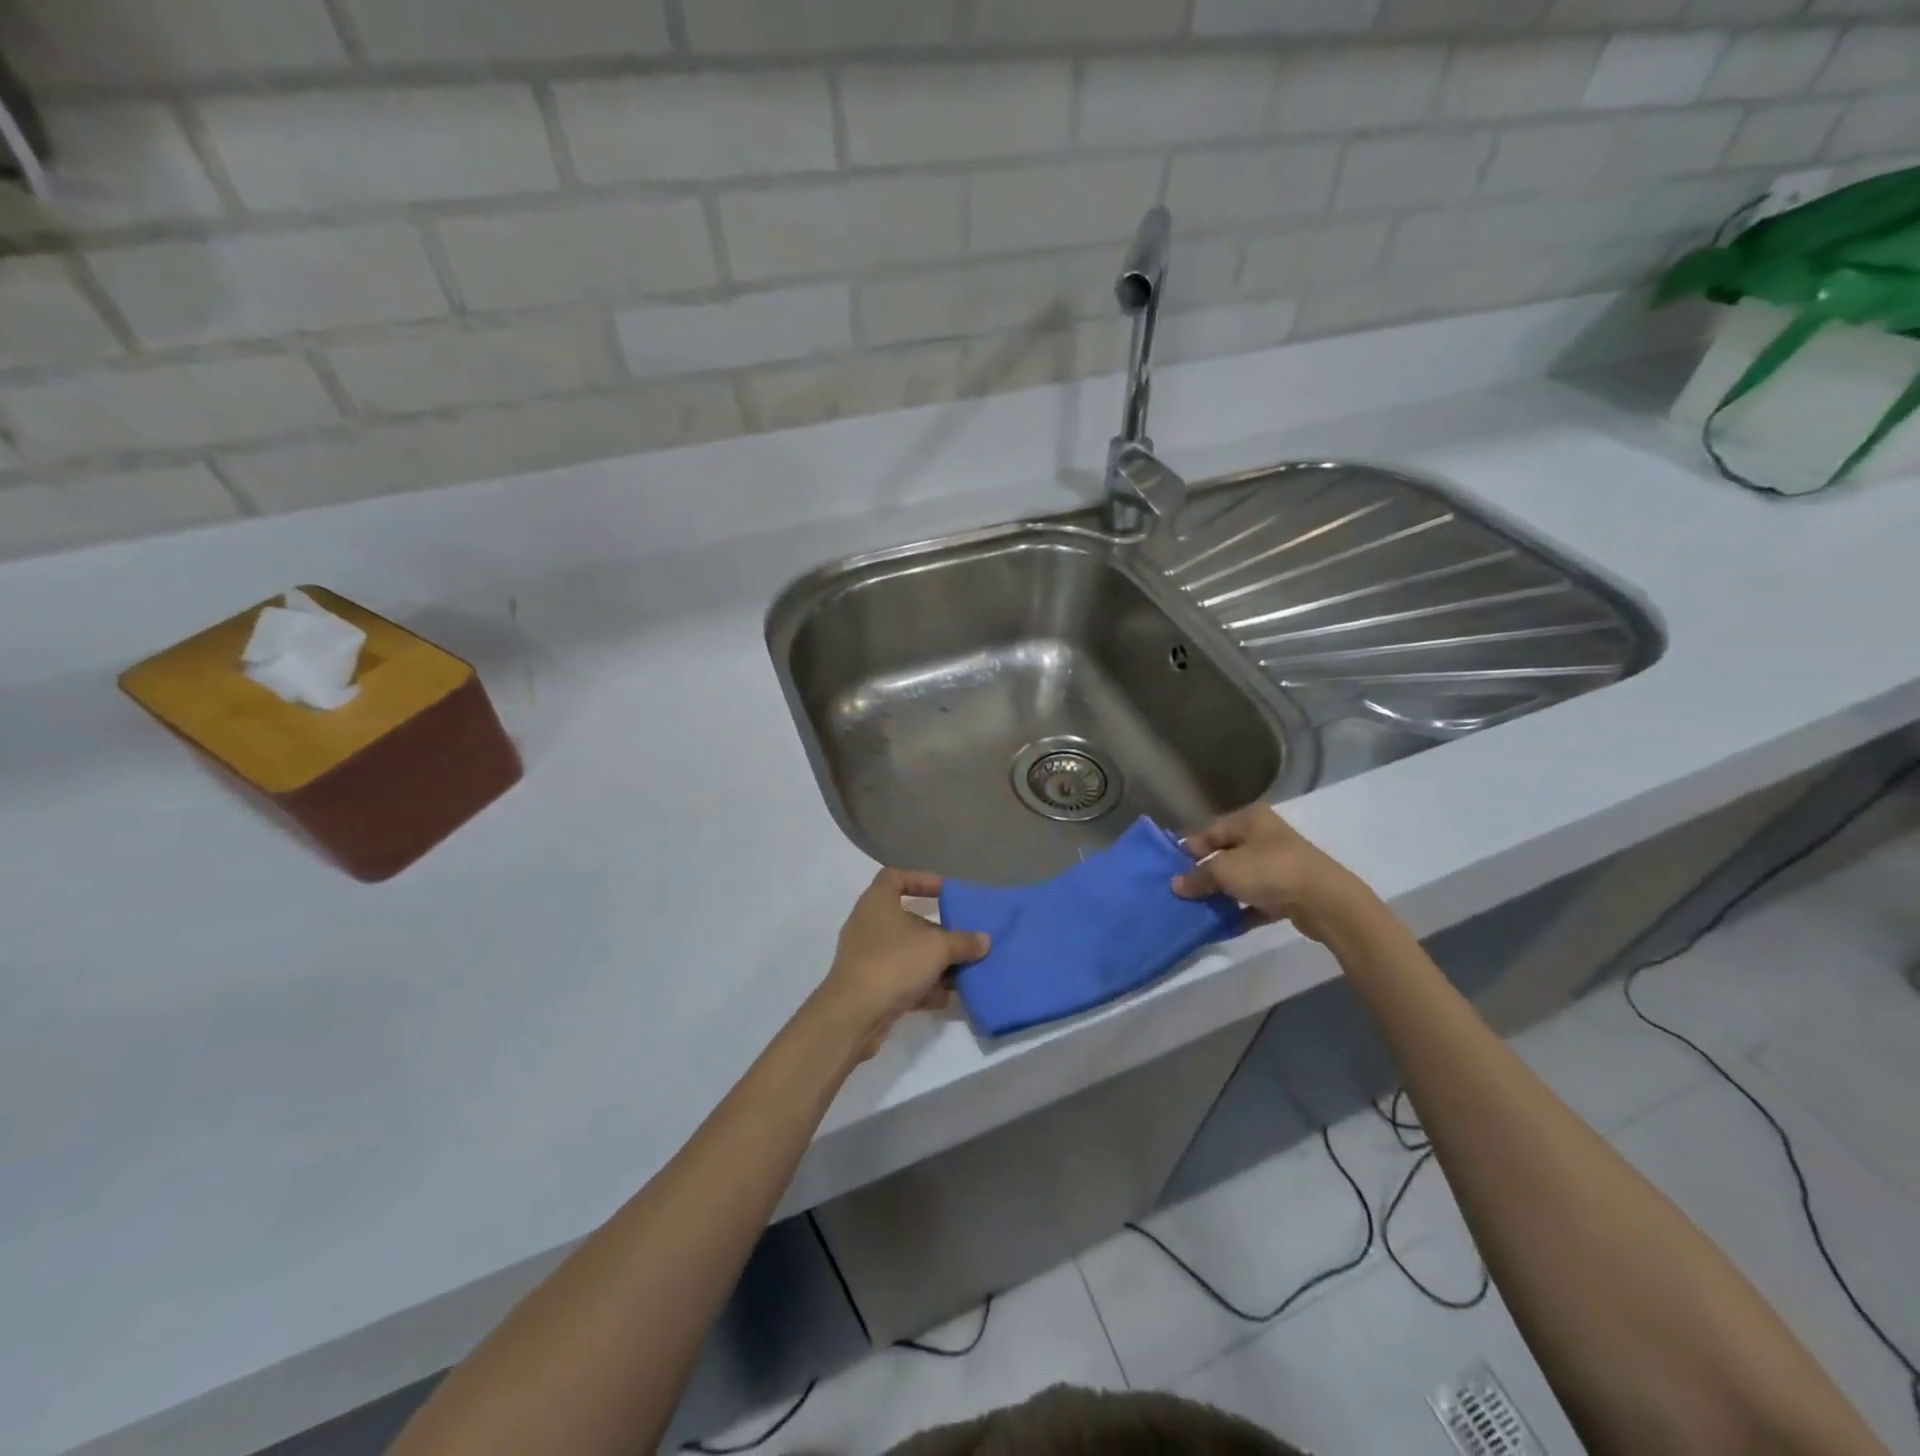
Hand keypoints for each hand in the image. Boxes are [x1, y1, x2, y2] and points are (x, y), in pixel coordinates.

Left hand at [818, 869, 990, 1058]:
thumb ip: (963, 942)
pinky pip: (901, 979)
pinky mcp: (869, 986)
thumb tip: (984, 940)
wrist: (853, 1016)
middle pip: (908, 920)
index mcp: (877, 902)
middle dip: (938, 933)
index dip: (921, 881)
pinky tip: (945, 999)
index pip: (895, 878)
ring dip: (934, 964)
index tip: (946, 893)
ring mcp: (867, 957)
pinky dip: (922, 986)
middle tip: (964, 942)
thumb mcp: (937, 948)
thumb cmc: (894, 963)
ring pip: (907, 953)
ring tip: (963, 974)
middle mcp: (869, 925)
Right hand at [1170, 806, 1371, 944]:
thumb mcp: (1224, 870)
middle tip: (1180, 892)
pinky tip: (1223, 925)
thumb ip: (1197, 877)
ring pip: (1241, 879)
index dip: (1188, 850)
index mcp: (1250, 819)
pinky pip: (1257, 901)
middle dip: (1203, 875)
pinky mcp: (1289, 892)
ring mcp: (1279, 865)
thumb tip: (1175, 885)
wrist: (1325, 901)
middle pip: (1225, 855)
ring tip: (1197, 910)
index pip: (1210, 832)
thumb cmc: (1269, 871)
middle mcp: (1265, 837)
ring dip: (1221, 895)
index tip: (1169, 870)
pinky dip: (1241, 911)